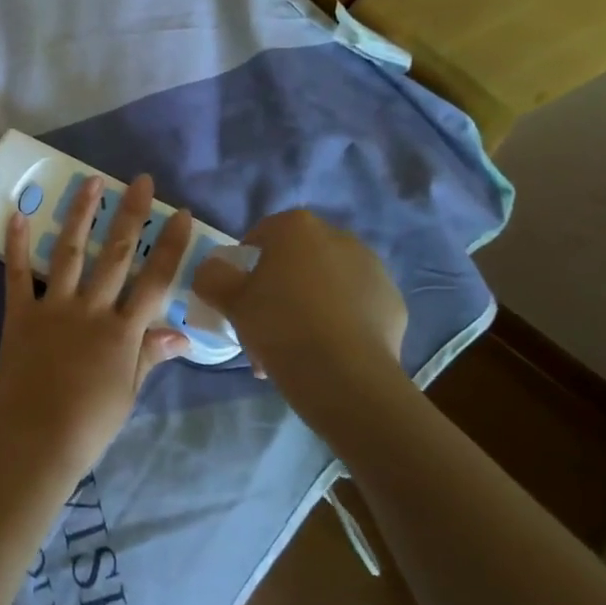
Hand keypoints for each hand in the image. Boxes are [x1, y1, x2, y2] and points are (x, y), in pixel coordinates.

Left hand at [0, 174, 193, 480]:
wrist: (35, 442)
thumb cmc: (89, 425)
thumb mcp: (129, 393)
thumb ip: (150, 356)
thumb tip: (182, 336)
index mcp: (123, 332)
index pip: (155, 280)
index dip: (170, 246)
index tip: (178, 214)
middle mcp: (92, 310)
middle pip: (116, 254)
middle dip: (130, 214)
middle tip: (140, 180)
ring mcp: (54, 308)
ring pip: (69, 252)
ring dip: (81, 214)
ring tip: (91, 182)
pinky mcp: (20, 314)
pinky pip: (17, 274)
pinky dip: (15, 244)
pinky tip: (17, 214)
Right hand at [191, 209, 407, 420]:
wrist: (346, 377)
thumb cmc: (280, 326)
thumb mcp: (230, 300)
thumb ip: (212, 276)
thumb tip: (212, 270)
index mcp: (297, 227)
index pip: (261, 235)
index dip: (245, 265)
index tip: (239, 297)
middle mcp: (339, 236)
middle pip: (296, 259)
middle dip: (280, 287)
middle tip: (265, 326)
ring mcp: (372, 268)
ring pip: (327, 283)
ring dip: (309, 304)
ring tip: (295, 348)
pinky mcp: (393, 302)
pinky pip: (355, 306)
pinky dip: (340, 321)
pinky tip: (327, 352)